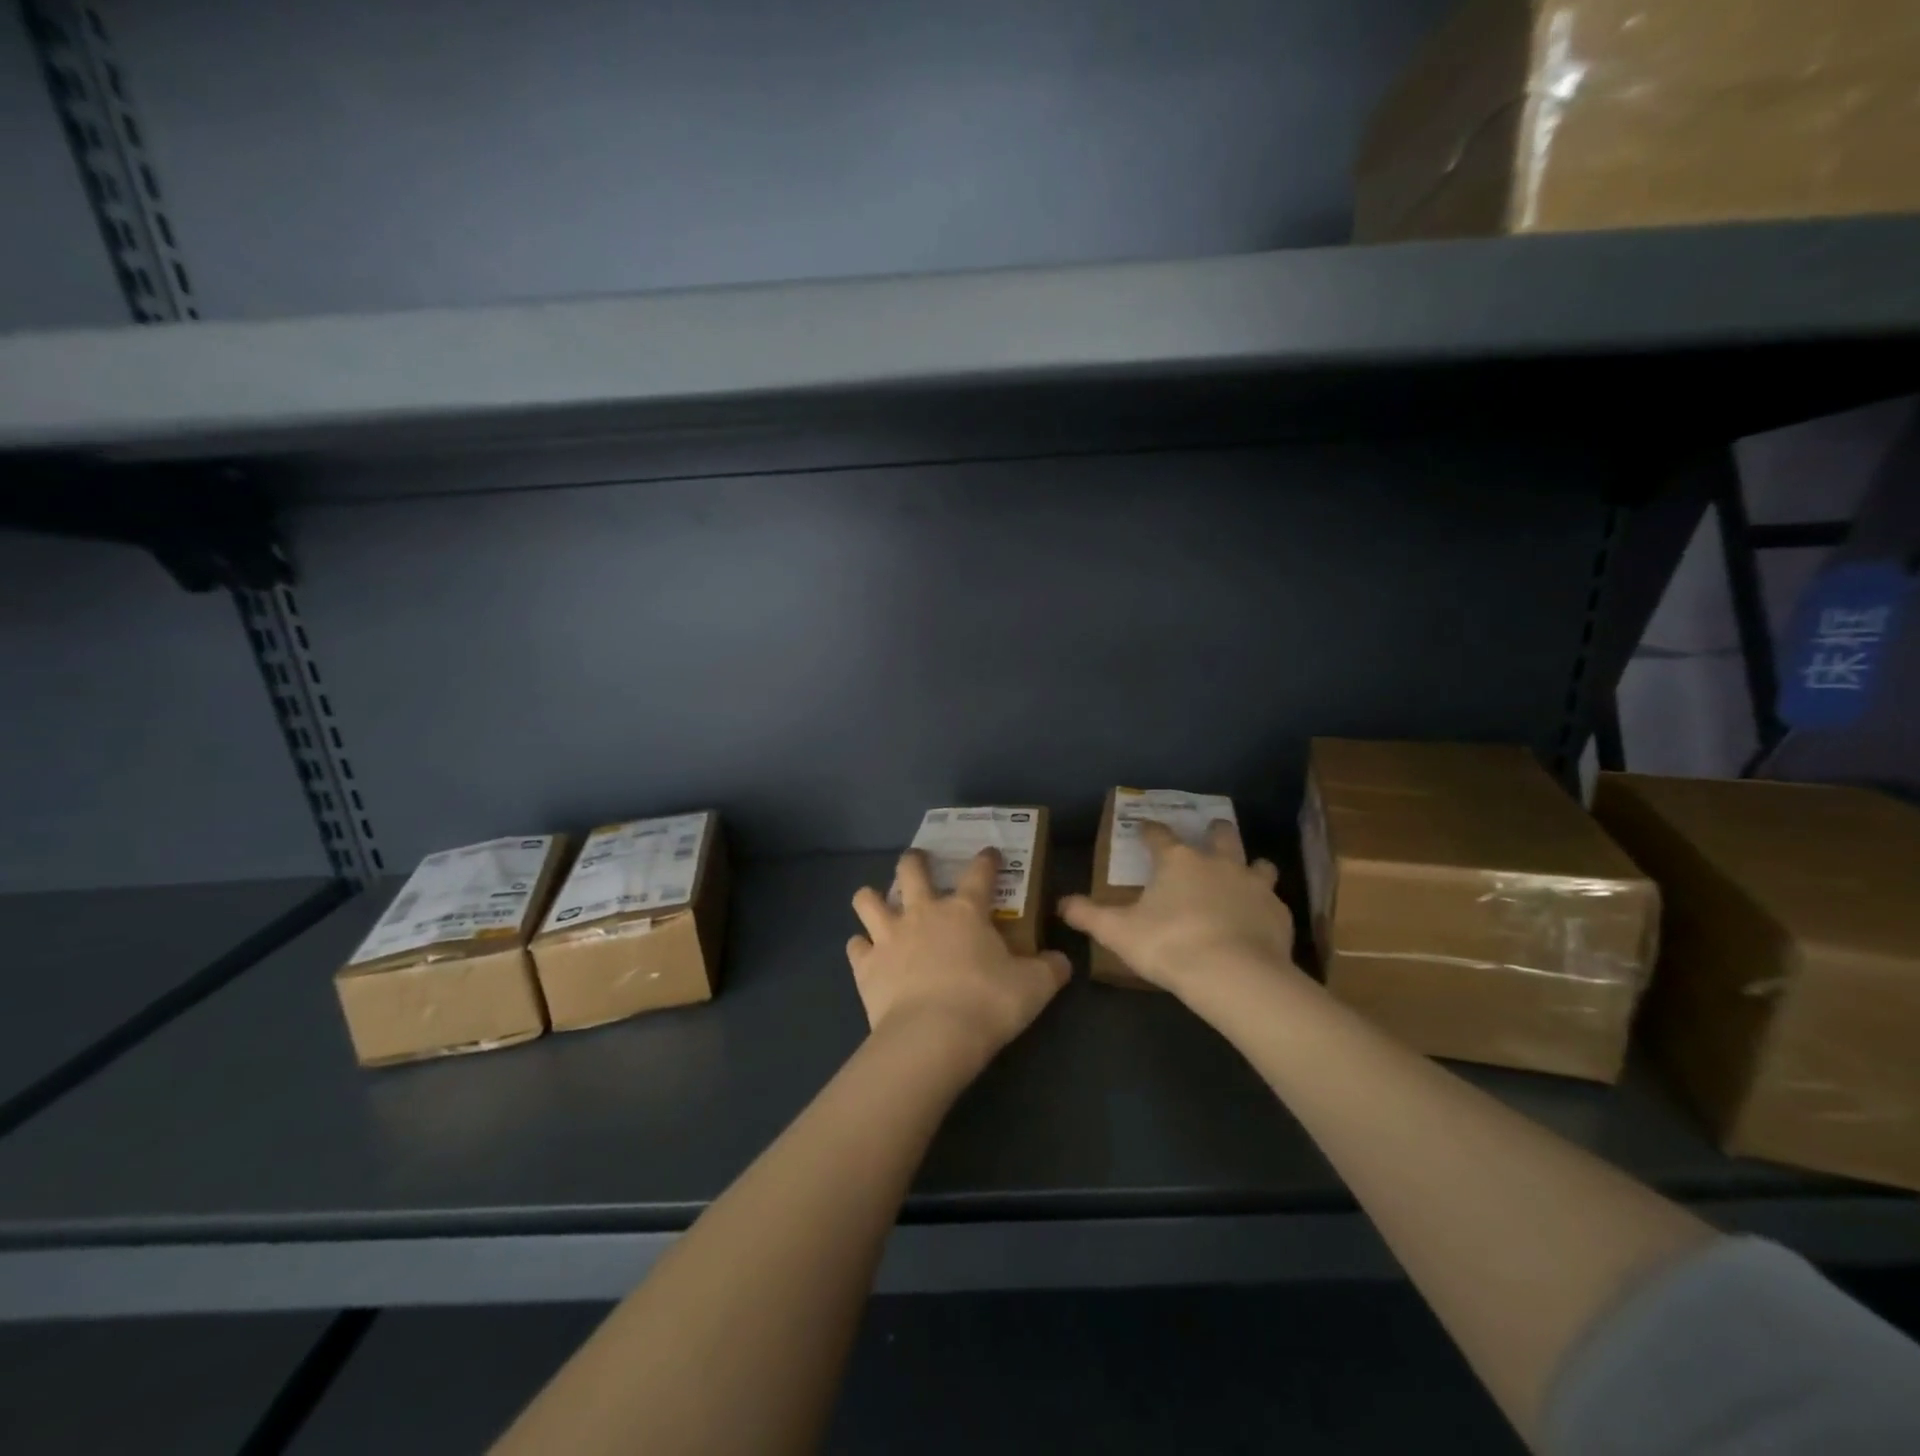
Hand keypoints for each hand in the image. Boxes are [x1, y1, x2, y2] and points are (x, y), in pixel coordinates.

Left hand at [849, 849, 1070, 1066]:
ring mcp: (889, 936)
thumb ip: (1050, 970)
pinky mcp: (866, 965)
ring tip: (876, 902)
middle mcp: (923, 913)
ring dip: (871, 897)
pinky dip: (860, 947)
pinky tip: (866, 953)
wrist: (932, 1037)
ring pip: (868, 899)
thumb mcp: (1034, 988)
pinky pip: (855, 946)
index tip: (990, 853)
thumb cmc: (987, 1003)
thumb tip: (1061, 961)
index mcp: (966, 911)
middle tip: (918, 862)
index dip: (986, 859)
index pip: (979, 873)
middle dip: (914, 861)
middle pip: (911, 870)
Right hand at [1060, 820, 1294, 996]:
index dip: (1150, 831)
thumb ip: (1088, 915)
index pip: (1160, 836)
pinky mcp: (1278, 913)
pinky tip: (1259, 919)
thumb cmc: (1170, 945)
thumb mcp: (1118, 932)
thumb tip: (1061, 904)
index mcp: (1178, 861)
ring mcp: (1254, 885)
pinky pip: (1273, 901)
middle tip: (1210, 832)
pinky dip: (1264, 905)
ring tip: (1246, 872)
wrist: (1235, 975)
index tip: (1144, 829)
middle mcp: (1218, 863)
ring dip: (1250, 865)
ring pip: (1258, 863)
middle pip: (1220, 835)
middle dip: (1214, 831)